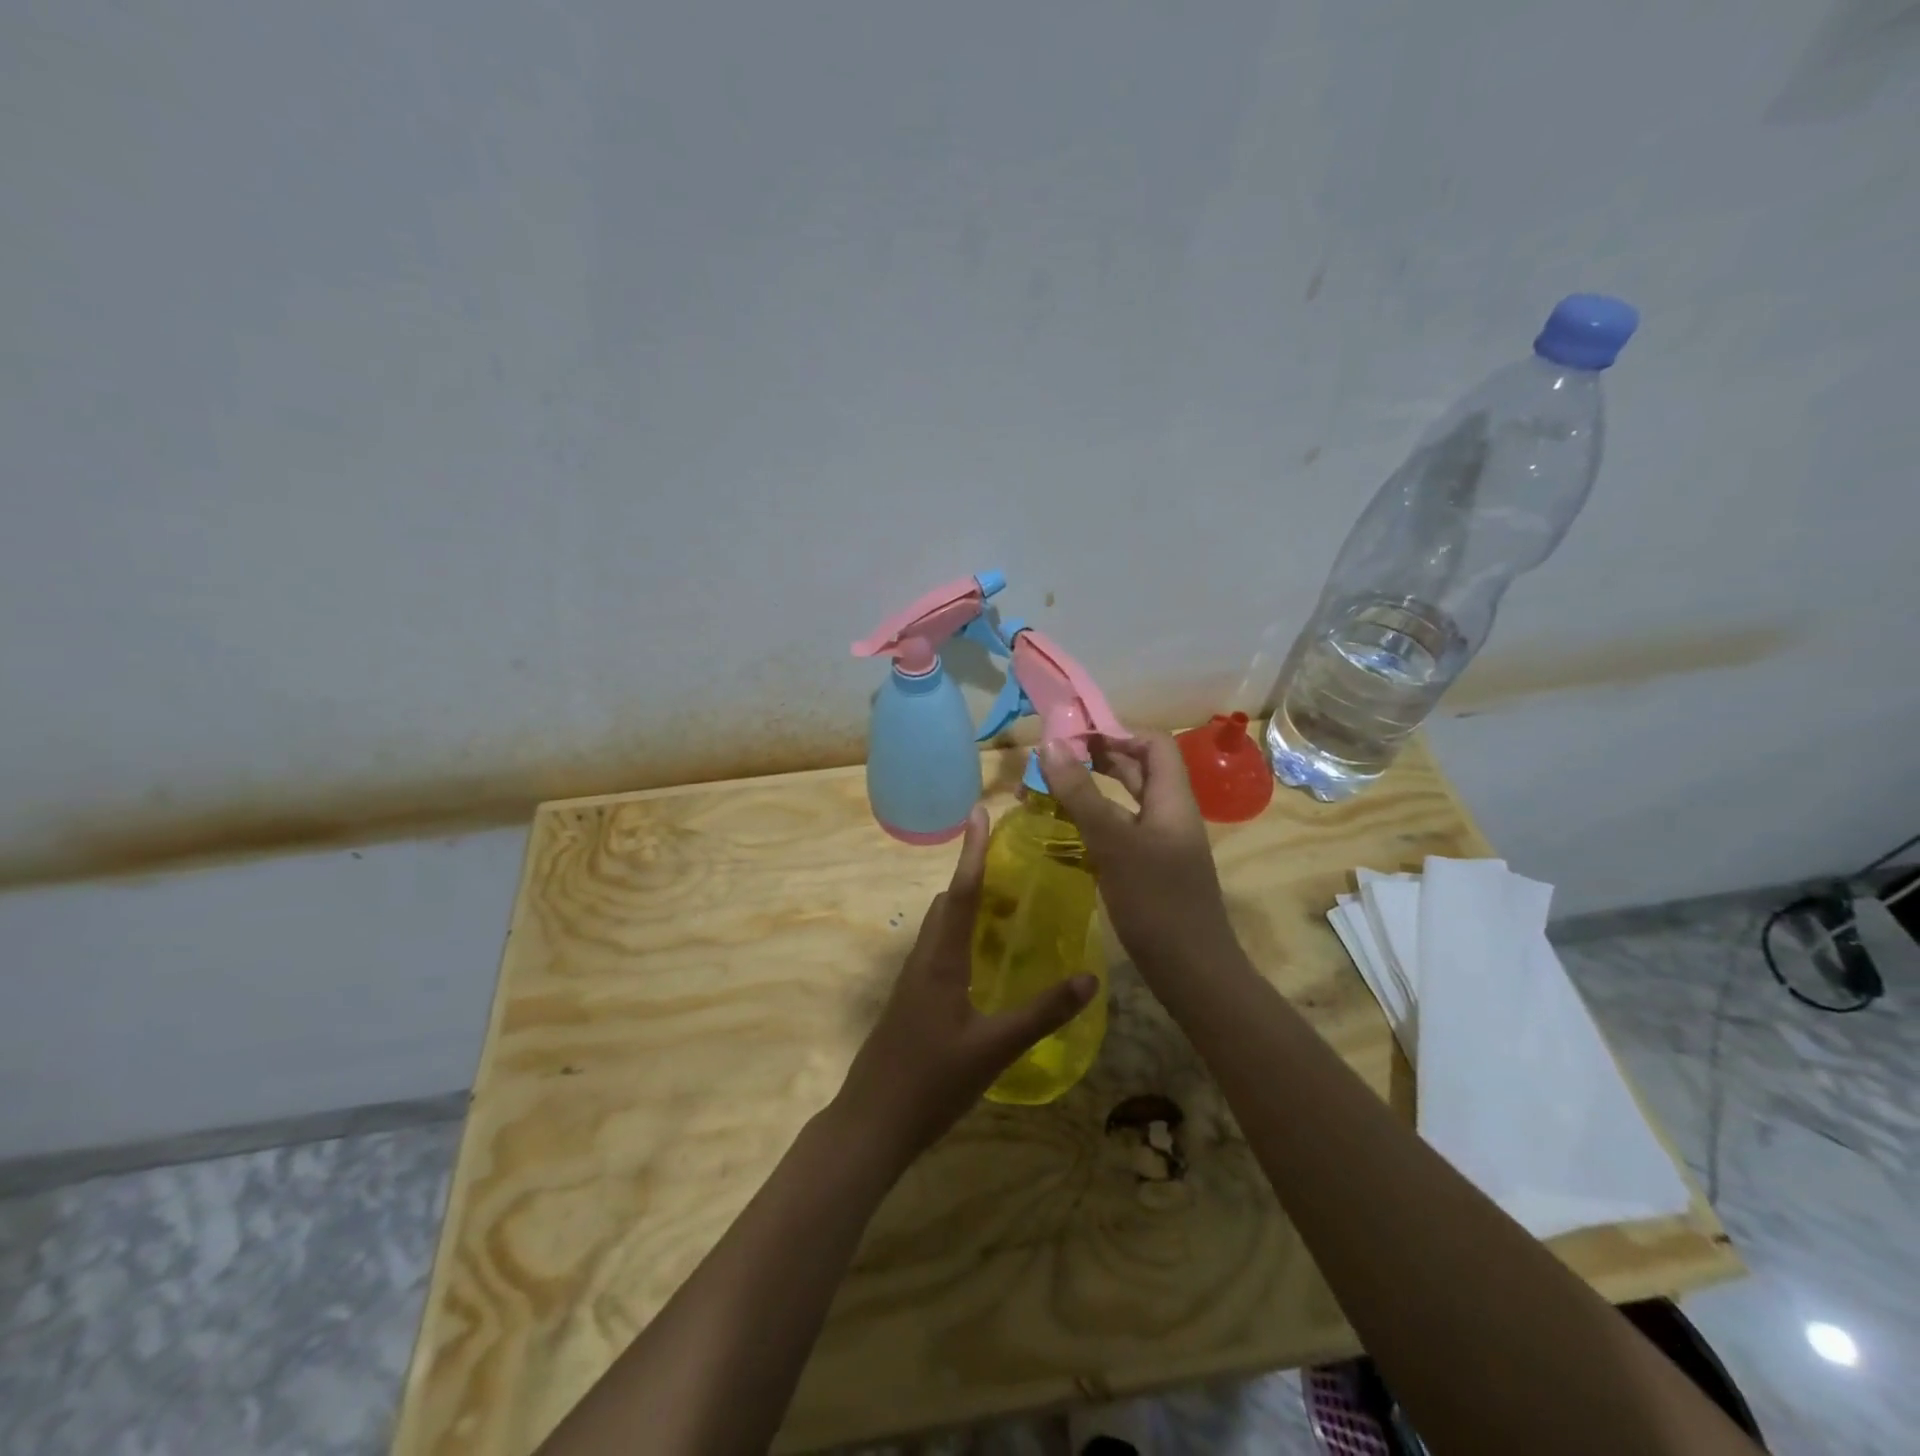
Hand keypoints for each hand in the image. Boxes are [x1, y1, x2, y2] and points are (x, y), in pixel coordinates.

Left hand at [834, 806, 1095, 1161]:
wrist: (872, 1122)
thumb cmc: (931, 1081)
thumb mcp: (994, 1049)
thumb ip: (1042, 1013)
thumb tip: (1089, 977)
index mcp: (941, 960)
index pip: (960, 892)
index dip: (972, 852)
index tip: (979, 813)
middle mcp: (923, 959)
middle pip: (947, 903)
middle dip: (974, 876)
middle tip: (1013, 868)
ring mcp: (913, 981)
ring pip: (940, 927)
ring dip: (967, 907)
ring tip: (1006, 907)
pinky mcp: (911, 1001)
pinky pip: (938, 950)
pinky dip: (961, 935)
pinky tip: (984, 960)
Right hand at [1038, 732, 1235, 979]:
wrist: (1192, 972)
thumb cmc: (1156, 902)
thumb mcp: (1113, 842)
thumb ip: (1081, 794)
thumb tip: (1049, 745)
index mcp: (1172, 799)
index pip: (1153, 743)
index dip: (1116, 732)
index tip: (1073, 736)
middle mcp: (1168, 814)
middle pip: (1136, 770)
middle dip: (1096, 759)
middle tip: (1052, 759)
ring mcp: (1158, 844)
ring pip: (1123, 803)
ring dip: (1088, 792)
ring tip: (1047, 790)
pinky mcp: (1147, 870)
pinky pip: (1118, 833)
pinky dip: (1091, 824)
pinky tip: (1061, 832)